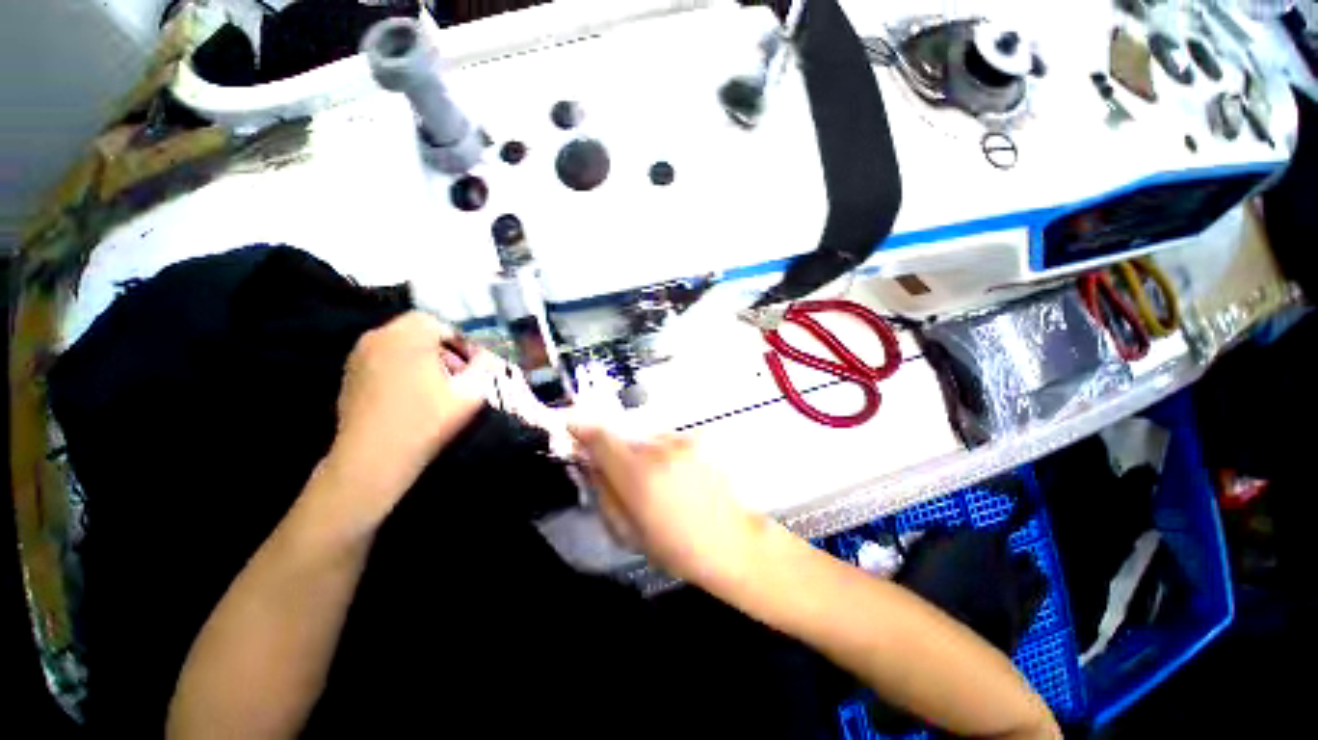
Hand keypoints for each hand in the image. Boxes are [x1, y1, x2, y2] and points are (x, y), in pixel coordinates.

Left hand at [325, 312, 497, 526]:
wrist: (373, 459)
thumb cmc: (426, 422)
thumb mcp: (470, 393)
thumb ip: (484, 366)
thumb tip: (488, 354)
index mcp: (407, 336)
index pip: (437, 322)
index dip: (458, 340)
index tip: (470, 363)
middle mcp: (378, 337)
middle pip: (416, 330)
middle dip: (440, 348)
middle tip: (456, 374)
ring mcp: (359, 356)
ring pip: (399, 344)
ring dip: (420, 357)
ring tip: (435, 386)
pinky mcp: (349, 375)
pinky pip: (383, 359)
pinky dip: (400, 367)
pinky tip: (410, 394)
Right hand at [570, 426, 765, 585]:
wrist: (731, 541)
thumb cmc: (675, 547)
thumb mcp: (627, 531)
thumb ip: (602, 491)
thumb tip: (588, 462)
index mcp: (637, 475)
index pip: (600, 436)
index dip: (581, 428)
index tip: (571, 428)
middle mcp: (659, 449)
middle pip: (622, 436)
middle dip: (614, 451)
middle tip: (623, 477)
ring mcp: (681, 440)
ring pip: (645, 437)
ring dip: (641, 452)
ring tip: (658, 481)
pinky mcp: (698, 438)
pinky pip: (666, 439)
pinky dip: (662, 452)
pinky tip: (677, 476)